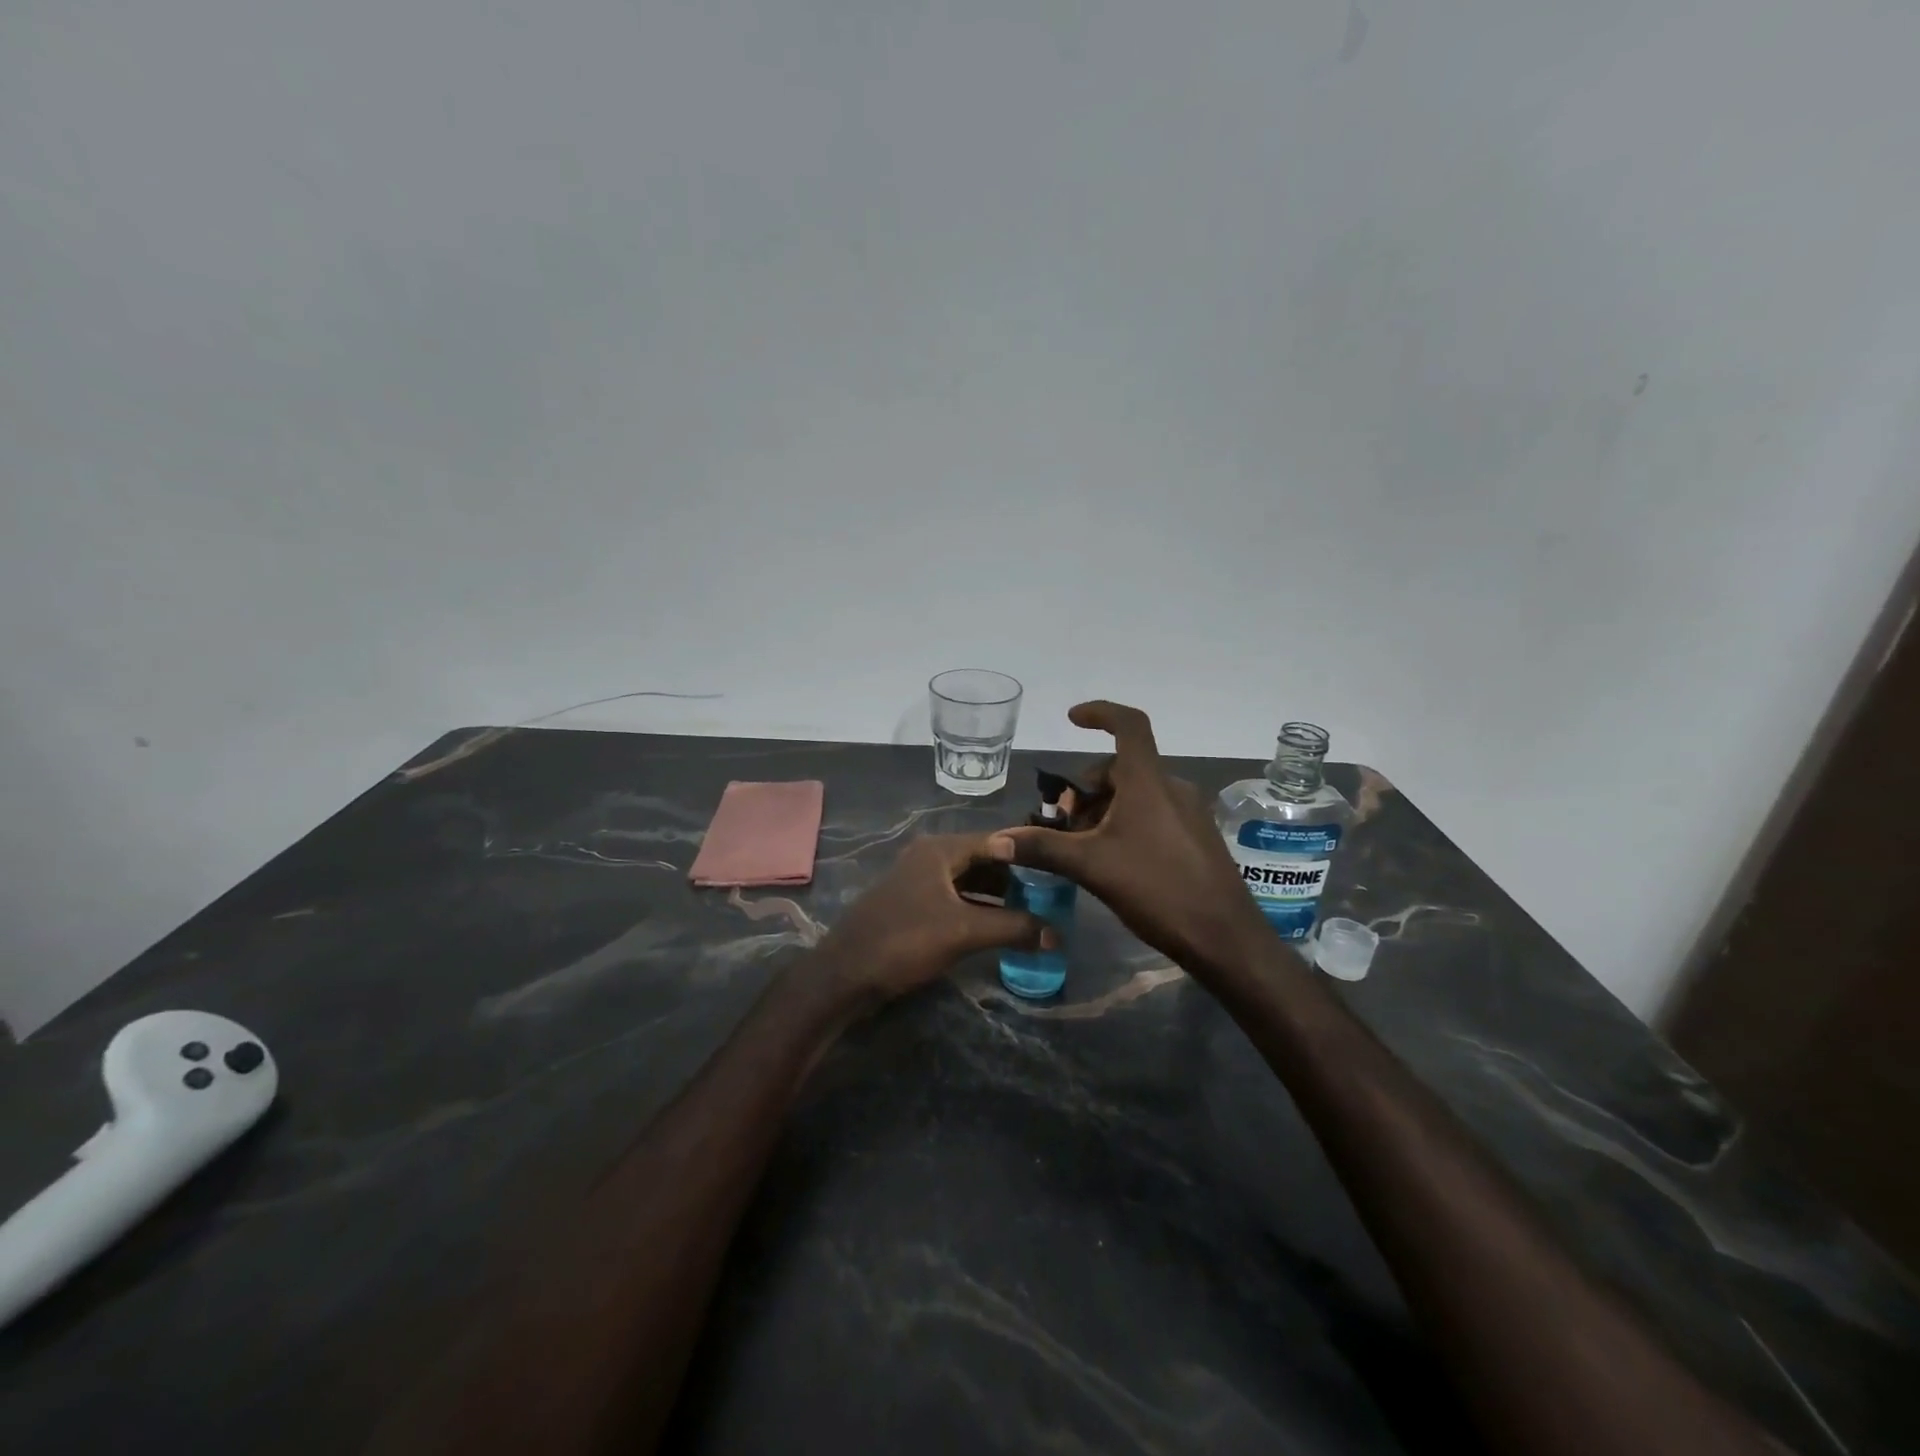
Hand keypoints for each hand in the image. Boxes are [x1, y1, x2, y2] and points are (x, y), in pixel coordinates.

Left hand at [819, 833, 1053, 1002]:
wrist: (845, 974)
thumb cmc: (905, 941)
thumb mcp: (964, 932)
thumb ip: (1012, 928)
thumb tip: (1056, 933)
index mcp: (940, 849)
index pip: (996, 842)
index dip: (1028, 856)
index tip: (1058, 871)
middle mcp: (929, 856)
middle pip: (982, 860)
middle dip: (1014, 878)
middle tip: (1048, 897)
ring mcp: (917, 881)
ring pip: (967, 881)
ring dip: (996, 896)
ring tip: (1029, 914)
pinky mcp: (911, 905)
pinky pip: (953, 898)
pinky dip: (976, 908)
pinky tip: (995, 928)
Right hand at [989, 701, 1274, 977]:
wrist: (1225, 938)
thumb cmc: (1157, 889)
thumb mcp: (1092, 867)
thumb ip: (1043, 848)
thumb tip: (996, 840)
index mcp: (1148, 782)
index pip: (1129, 724)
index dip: (1100, 713)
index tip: (1072, 719)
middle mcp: (1171, 788)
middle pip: (1121, 768)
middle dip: (1087, 788)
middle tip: (1063, 823)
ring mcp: (1188, 813)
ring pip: (1136, 793)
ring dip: (1104, 809)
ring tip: (1082, 846)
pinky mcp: (1196, 837)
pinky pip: (1153, 813)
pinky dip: (1126, 822)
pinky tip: (1112, 860)